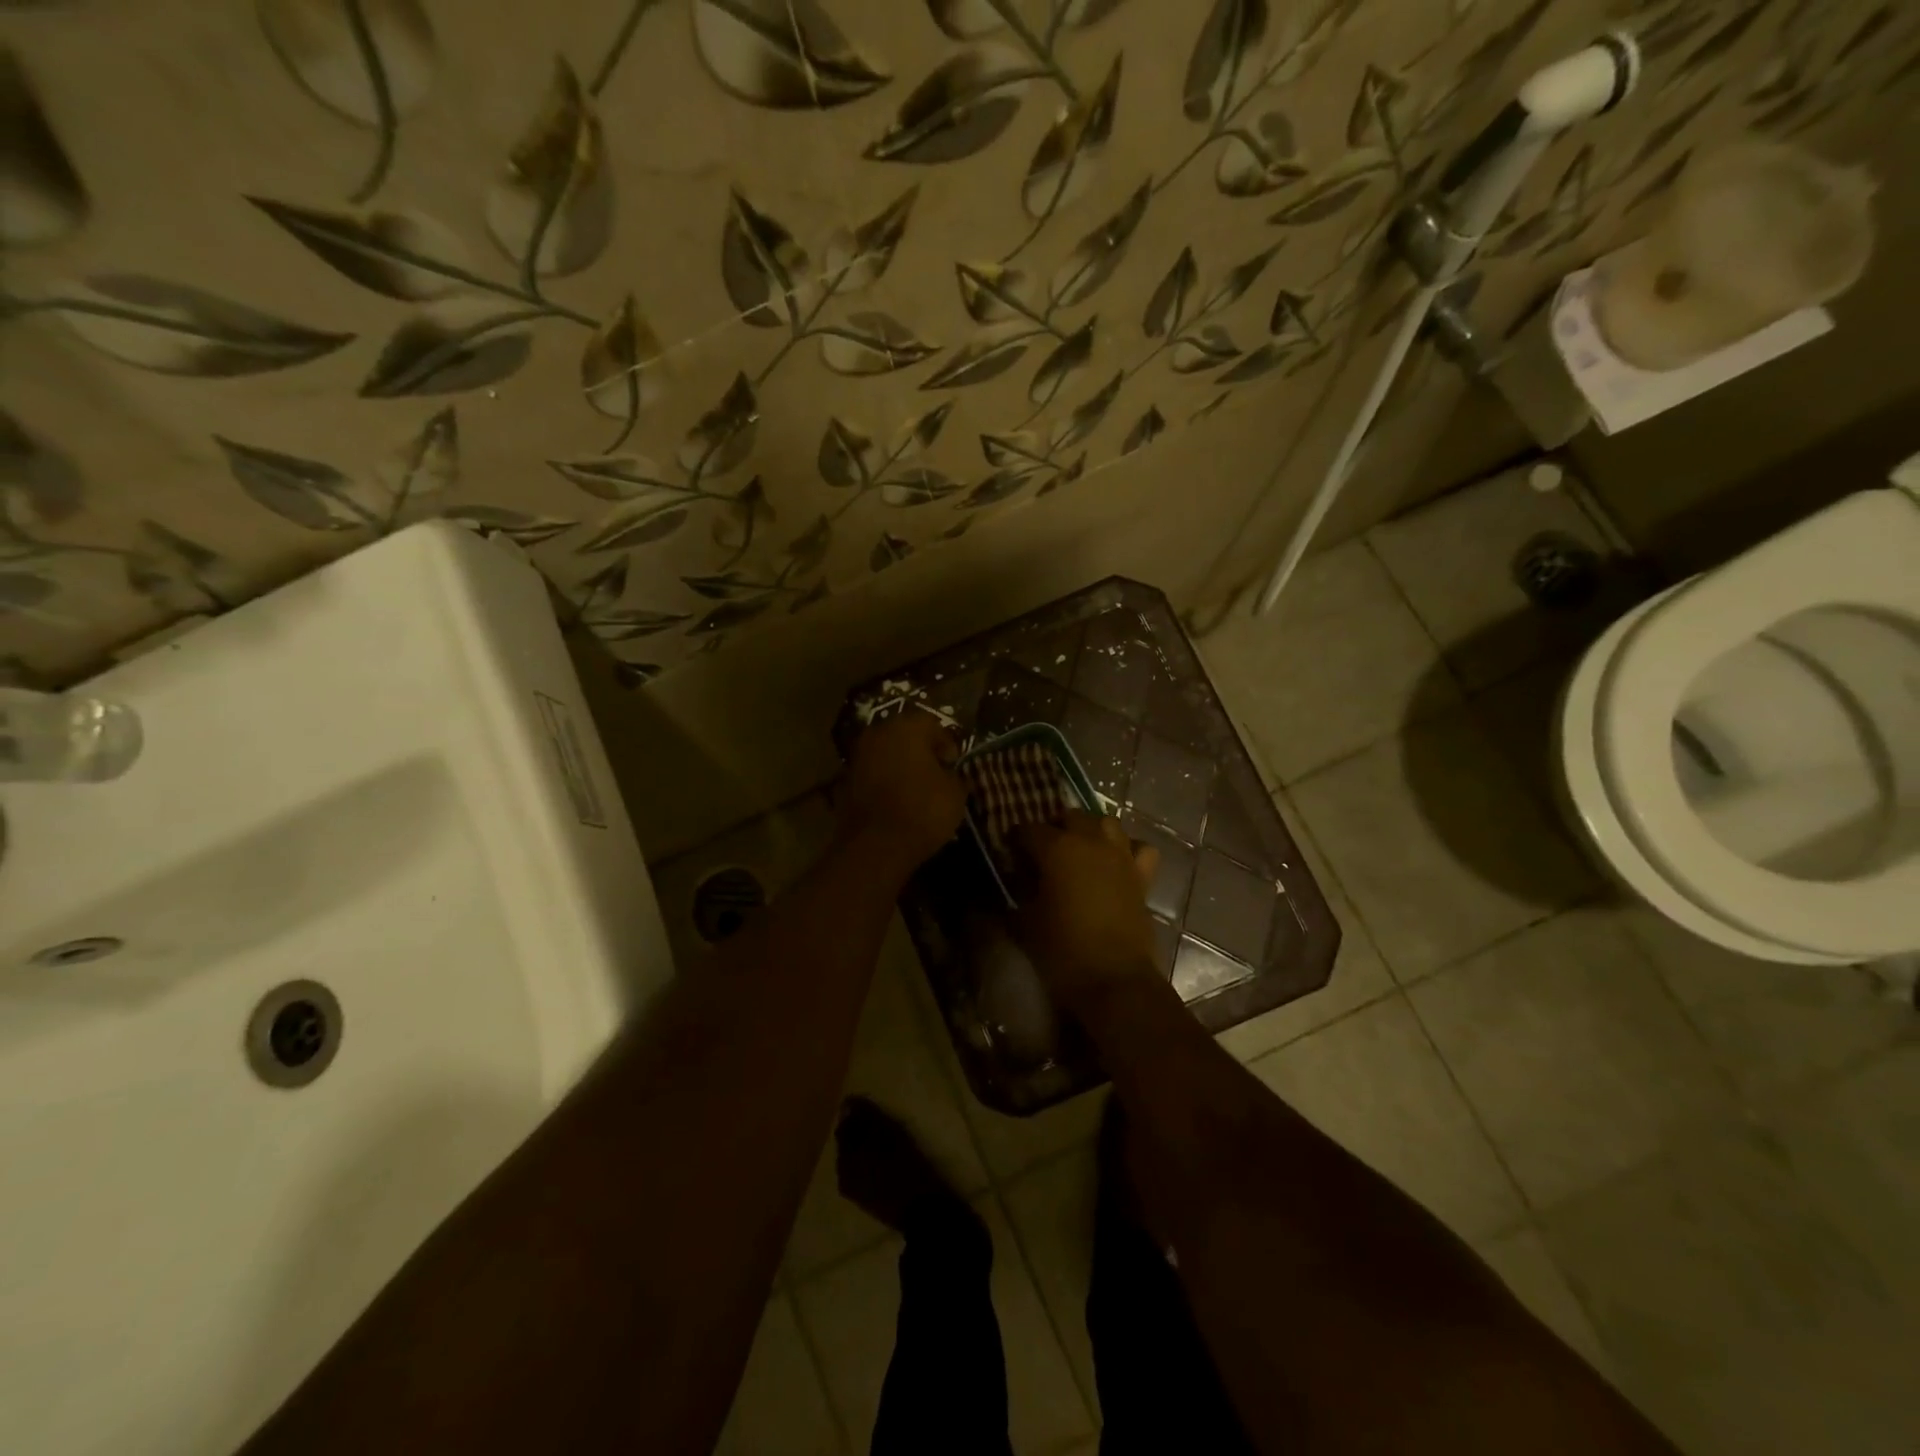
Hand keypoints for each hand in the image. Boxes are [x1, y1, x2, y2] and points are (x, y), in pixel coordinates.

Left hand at [835, 711, 965, 874]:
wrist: (875, 846)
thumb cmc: (923, 811)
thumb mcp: (955, 793)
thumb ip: (954, 775)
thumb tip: (948, 773)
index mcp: (907, 727)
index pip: (933, 725)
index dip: (948, 745)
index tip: (954, 766)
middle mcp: (878, 733)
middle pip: (905, 735)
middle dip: (921, 752)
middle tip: (936, 775)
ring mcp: (857, 756)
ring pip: (885, 754)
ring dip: (899, 766)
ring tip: (915, 791)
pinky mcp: (844, 781)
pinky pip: (871, 774)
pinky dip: (883, 783)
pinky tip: (894, 802)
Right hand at [1012, 811, 1161, 1013]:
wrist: (1115, 981)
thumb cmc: (1062, 951)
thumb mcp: (1025, 923)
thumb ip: (1016, 894)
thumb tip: (1012, 881)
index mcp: (1057, 849)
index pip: (1029, 830)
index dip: (1017, 839)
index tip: (1010, 852)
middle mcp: (1090, 842)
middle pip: (1071, 816)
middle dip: (1054, 827)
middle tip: (1042, 850)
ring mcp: (1121, 857)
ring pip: (1106, 823)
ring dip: (1090, 830)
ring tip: (1079, 849)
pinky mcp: (1142, 877)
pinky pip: (1139, 849)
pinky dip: (1128, 849)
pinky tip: (1117, 862)